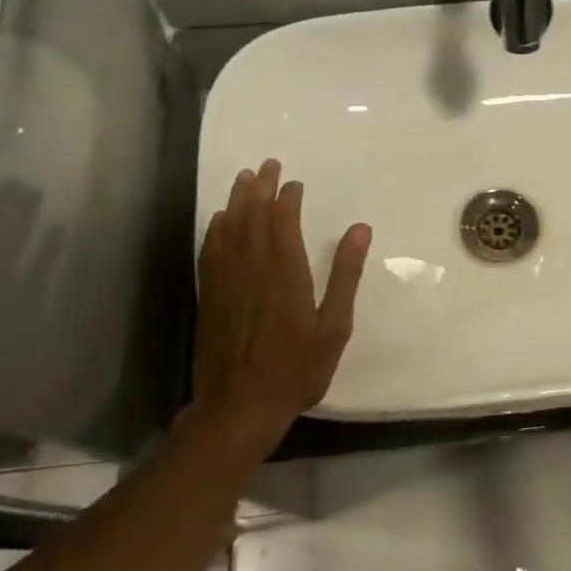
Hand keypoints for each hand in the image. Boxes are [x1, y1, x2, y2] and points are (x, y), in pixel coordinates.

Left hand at [191, 159, 370, 457]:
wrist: (240, 406)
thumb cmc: (296, 369)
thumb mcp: (334, 327)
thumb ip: (345, 276)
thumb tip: (360, 230)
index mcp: (286, 272)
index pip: (283, 221)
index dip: (287, 197)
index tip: (294, 182)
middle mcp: (253, 267)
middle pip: (253, 216)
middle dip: (260, 187)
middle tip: (266, 164)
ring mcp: (227, 280)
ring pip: (230, 228)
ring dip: (237, 200)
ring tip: (243, 177)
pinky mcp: (210, 295)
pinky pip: (211, 251)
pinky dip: (216, 229)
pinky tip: (220, 220)